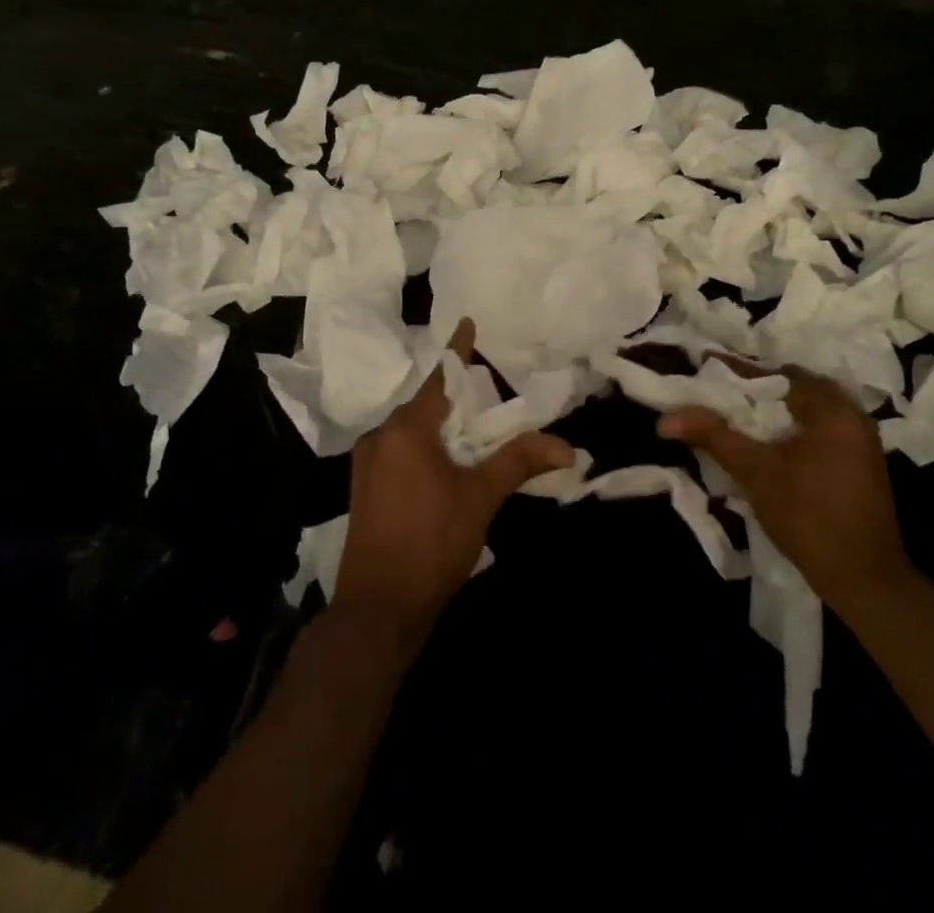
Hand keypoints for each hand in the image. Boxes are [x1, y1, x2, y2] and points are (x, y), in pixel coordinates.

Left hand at [331, 319, 574, 649]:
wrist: (377, 611)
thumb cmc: (431, 543)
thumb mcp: (481, 497)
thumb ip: (519, 461)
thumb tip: (567, 446)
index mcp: (406, 429)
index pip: (440, 377)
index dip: (458, 350)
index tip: (468, 322)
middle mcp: (381, 437)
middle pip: (427, 405)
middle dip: (457, 398)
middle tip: (490, 392)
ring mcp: (368, 465)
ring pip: (413, 431)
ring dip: (443, 427)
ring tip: (475, 430)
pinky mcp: (366, 490)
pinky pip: (402, 453)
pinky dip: (427, 448)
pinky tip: (448, 464)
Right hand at [658, 358, 911, 616]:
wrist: (864, 580)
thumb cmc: (808, 517)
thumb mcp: (755, 472)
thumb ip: (713, 436)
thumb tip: (666, 419)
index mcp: (832, 408)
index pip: (778, 374)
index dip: (739, 371)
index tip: (707, 366)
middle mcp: (853, 416)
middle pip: (795, 389)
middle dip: (757, 390)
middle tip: (719, 393)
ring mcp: (862, 441)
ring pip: (808, 411)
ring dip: (775, 411)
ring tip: (737, 416)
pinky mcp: (861, 464)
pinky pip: (820, 431)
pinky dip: (792, 429)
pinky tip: (768, 443)